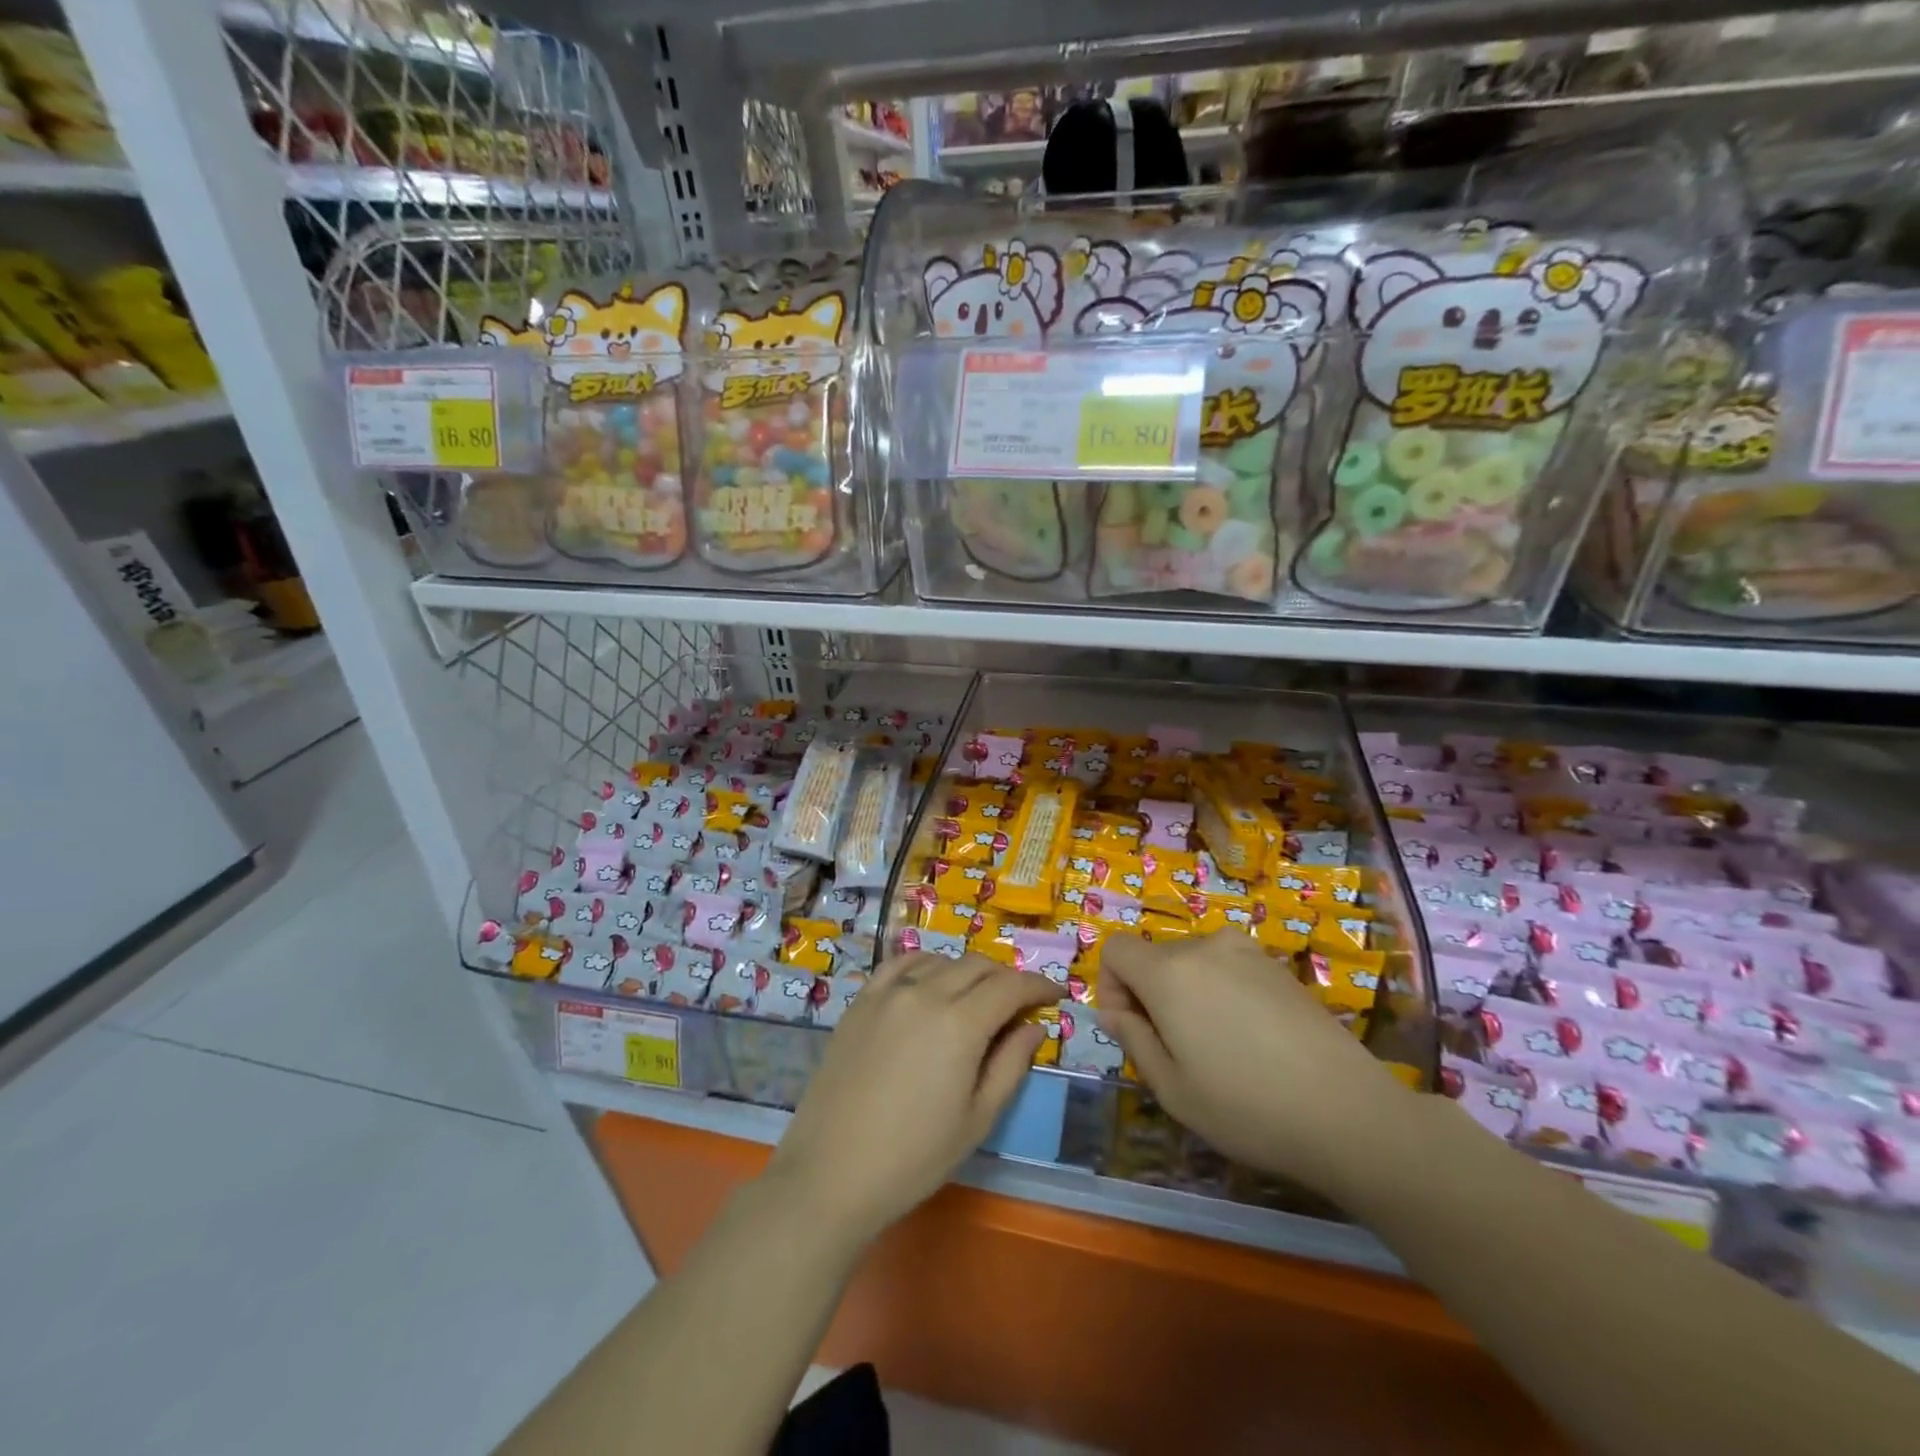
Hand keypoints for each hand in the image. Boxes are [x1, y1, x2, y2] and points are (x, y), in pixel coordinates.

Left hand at [765, 952, 1059, 1245]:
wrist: (831, 1173)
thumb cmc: (914, 1157)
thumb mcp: (977, 1119)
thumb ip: (1011, 1065)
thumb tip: (1034, 1026)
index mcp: (960, 1023)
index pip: (1011, 986)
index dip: (1039, 985)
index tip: (1055, 994)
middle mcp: (925, 993)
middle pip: (978, 965)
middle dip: (1006, 978)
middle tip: (1020, 1002)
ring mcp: (888, 994)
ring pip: (941, 960)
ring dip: (968, 971)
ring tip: (976, 997)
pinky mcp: (860, 1002)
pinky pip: (899, 965)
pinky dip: (925, 965)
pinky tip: (930, 982)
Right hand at [1099, 931, 1411, 1198]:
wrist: (1349, 1113)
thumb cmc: (1247, 1107)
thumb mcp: (1172, 1088)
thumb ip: (1132, 1039)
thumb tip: (1112, 1012)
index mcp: (1169, 972)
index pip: (1116, 948)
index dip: (1110, 985)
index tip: (1131, 1028)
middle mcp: (1205, 947)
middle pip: (1154, 956)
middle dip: (1149, 993)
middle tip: (1175, 1050)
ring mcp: (1247, 952)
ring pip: (1192, 962)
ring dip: (1187, 993)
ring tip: (1217, 1047)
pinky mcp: (1279, 967)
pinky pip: (1228, 967)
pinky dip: (1222, 993)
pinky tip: (1253, 1041)